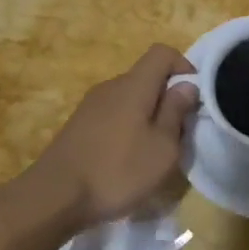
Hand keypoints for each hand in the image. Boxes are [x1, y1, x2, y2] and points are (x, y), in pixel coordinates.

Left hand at [11, 44, 197, 233]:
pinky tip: (125, 159)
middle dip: (167, 97)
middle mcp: (111, 86)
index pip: (162, 53)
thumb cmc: (117, 171)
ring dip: (147, 115)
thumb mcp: (162, 149)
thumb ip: (176, 112)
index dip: (183, 66)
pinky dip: (127, 127)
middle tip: (178, 132)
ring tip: (152, 150)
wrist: (54, 196)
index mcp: (134, 85)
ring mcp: (91, 105)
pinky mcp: (78, 125)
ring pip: (129, 98)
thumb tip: (186, 86)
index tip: (194, 97)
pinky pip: (113, 114)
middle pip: (146, 77)